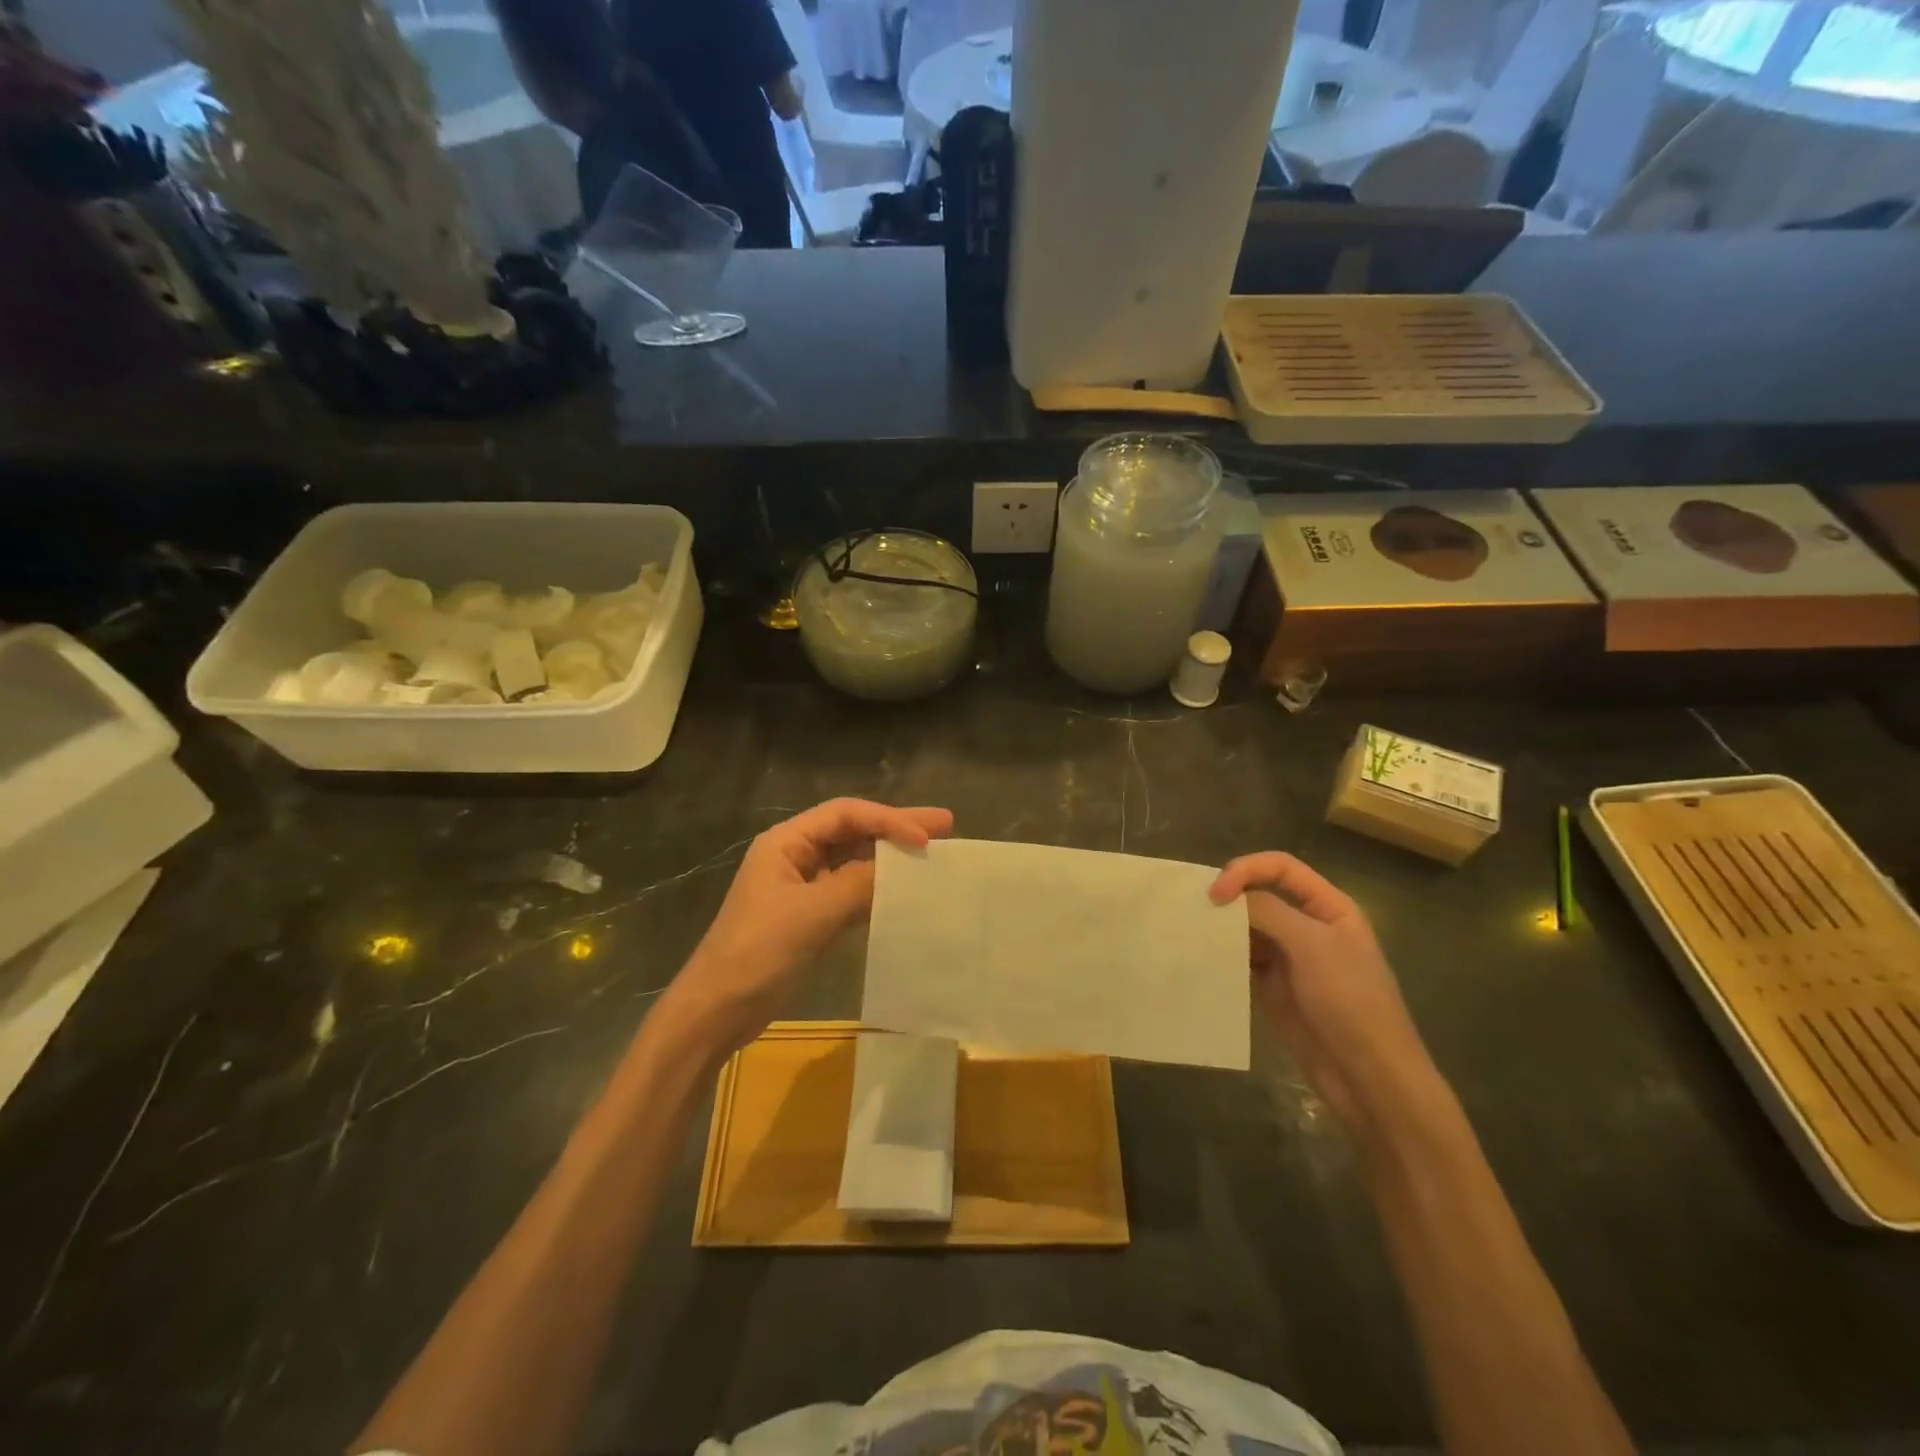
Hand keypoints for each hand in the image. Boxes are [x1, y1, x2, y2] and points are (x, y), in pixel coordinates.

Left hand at [658, 799, 953, 1057]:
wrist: (717, 1010)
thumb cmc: (758, 952)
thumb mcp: (811, 914)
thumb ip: (858, 884)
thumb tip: (902, 867)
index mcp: (786, 842)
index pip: (845, 815)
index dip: (888, 820)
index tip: (925, 837)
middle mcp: (795, 855)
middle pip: (852, 831)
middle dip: (896, 827)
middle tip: (945, 825)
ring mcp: (802, 886)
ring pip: (854, 860)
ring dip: (890, 856)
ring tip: (932, 853)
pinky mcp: (810, 916)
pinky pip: (851, 890)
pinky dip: (878, 887)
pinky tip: (904, 890)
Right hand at [1209, 852, 1436, 1135]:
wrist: (1369, 1077)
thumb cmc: (1350, 1002)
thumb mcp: (1313, 947)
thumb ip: (1269, 912)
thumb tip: (1227, 897)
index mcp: (1329, 907)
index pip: (1280, 867)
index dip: (1246, 870)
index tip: (1215, 893)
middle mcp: (1308, 926)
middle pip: (1260, 894)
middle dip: (1228, 897)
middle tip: (1195, 911)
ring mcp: (1290, 958)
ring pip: (1247, 927)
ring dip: (1222, 927)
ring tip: (1190, 933)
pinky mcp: (1273, 987)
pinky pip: (1241, 960)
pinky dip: (1222, 956)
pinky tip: (1201, 959)